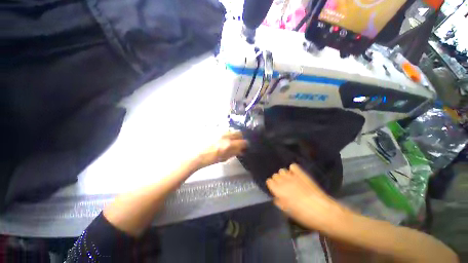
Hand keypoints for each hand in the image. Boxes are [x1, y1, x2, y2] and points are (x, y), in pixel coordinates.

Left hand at [196, 131, 247, 168]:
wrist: (194, 154)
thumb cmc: (208, 159)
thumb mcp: (223, 158)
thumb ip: (234, 153)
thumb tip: (241, 150)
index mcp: (228, 145)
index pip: (243, 142)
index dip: (245, 144)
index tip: (244, 146)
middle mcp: (225, 135)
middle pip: (238, 133)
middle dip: (240, 137)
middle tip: (238, 142)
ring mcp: (219, 131)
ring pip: (231, 130)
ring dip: (233, 135)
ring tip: (228, 140)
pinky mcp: (214, 128)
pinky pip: (224, 129)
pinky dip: (225, 133)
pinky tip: (221, 138)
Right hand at [266, 164, 348, 230]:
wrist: (322, 211)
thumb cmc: (304, 215)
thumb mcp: (288, 212)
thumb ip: (280, 203)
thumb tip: (276, 197)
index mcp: (278, 191)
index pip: (269, 181)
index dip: (272, 185)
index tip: (275, 189)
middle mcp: (283, 181)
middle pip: (275, 175)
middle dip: (278, 180)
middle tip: (284, 187)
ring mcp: (292, 176)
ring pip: (282, 170)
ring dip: (284, 175)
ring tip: (290, 181)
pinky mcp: (301, 173)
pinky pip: (293, 166)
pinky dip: (293, 170)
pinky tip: (296, 175)